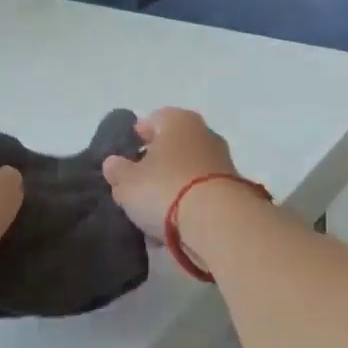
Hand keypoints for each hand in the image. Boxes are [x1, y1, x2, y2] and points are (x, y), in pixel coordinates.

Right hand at [101, 108, 240, 240]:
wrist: (218, 223)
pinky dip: (188, 206)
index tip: (125, 159)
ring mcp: (222, 161)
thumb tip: (114, 164)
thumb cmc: (165, 189)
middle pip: (172, 147)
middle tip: (137, 187)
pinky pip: (201, 194)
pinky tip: (174, 227)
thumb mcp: (127, 183)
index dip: (136, 138)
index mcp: (178, 120)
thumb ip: (117, 171)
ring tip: (154, 214)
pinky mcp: (233, 190)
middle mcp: (204, 133)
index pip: (152, 120)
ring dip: (172, 189)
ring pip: (187, 172)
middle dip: (156, 166)